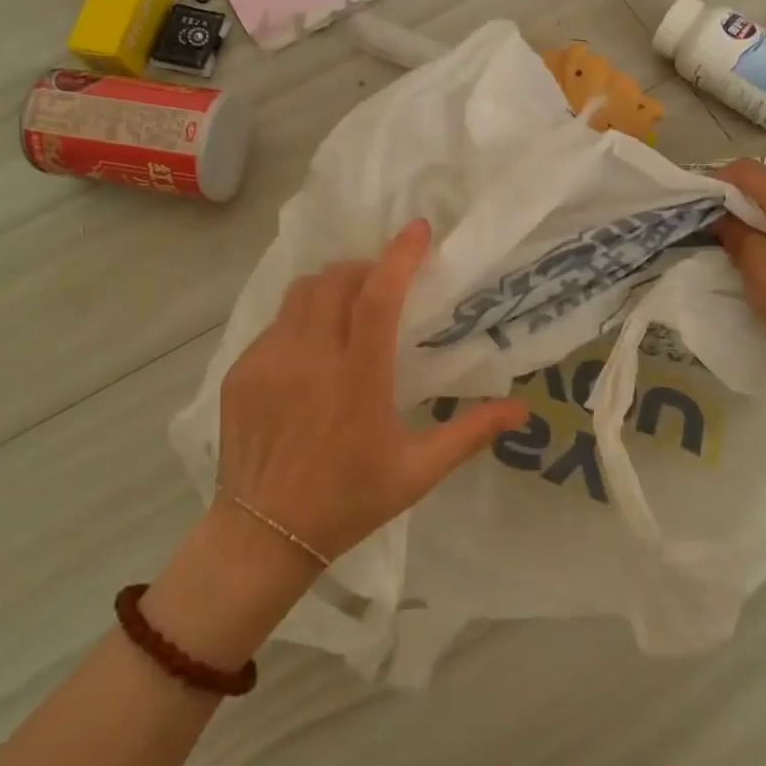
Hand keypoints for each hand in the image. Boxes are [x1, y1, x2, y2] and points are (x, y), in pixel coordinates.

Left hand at [214, 219, 527, 568]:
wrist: (263, 536)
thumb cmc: (349, 500)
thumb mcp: (418, 471)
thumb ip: (470, 433)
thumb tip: (523, 410)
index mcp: (358, 379)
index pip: (378, 297)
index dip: (400, 256)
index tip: (418, 230)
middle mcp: (310, 359)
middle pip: (336, 280)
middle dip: (365, 269)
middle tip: (385, 285)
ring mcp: (268, 361)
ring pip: (301, 293)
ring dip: (331, 288)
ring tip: (348, 311)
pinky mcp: (242, 371)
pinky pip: (275, 324)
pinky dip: (301, 320)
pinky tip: (311, 355)